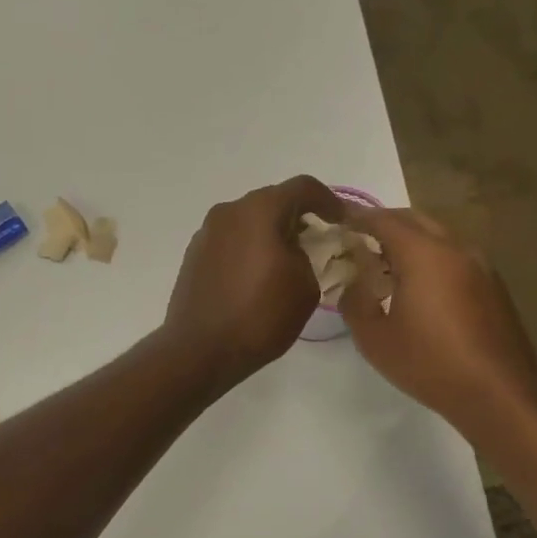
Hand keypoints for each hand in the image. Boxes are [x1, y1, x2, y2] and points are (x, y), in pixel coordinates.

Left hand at [161, 176, 343, 390]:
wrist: (200, 350)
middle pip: (273, 201)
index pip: (303, 187)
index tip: (342, 222)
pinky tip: (258, 276)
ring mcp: (207, 232)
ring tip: (288, 262)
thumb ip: (308, 256)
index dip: (329, 201)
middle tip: (318, 243)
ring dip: (271, 233)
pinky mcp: (194, 254)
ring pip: (249, 221)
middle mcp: (229, 212)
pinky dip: (250, 248)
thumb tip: (296, 251)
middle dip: (299, 217)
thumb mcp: (304, 286)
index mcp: (259, 210)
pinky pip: (231, 240)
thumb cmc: (259, 316)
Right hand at [339, 207, 536, 434]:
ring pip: (437, 235)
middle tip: (358, 240)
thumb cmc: (430, 363)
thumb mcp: (374, 338)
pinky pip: (453, 254)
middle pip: (413, 219)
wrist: (498, 393)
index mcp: (423, 254)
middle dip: (383, 223)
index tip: (336, 220)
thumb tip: (352, 282)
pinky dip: (430, 256)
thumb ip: (355, 301)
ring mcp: (478, 264)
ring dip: (409, 239)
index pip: (383, 220)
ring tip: (384, 263)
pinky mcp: (491, 283)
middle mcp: (454, 248)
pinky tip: (417, 285)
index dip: (356, 217)